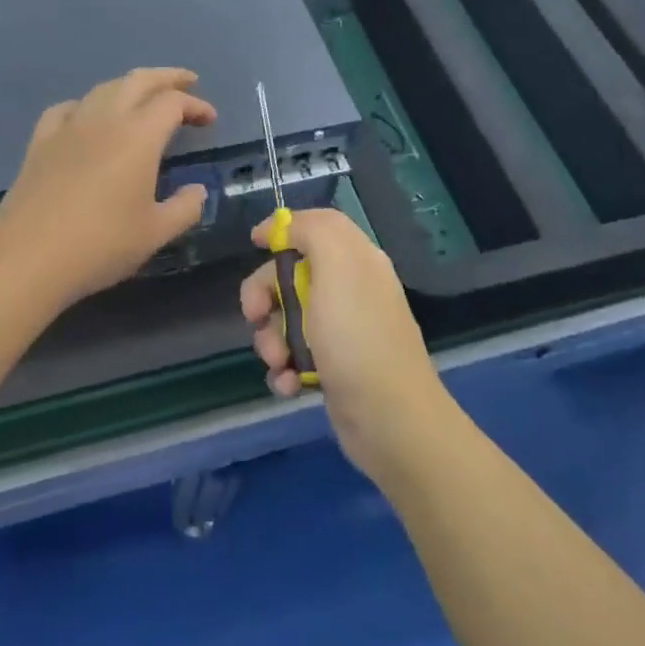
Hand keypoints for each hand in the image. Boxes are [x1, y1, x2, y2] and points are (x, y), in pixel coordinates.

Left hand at [0, 68, 217, 309]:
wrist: (29, 259)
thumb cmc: (101, 246)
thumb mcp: (155, 233)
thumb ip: (185, 208)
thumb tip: (197, 191)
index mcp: (138, 137)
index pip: (172, 104)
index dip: (195, 106)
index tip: (210, 120)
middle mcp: (104, 120)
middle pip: (139, 81)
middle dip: (167, 78)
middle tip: (187, 83)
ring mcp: (68, 128)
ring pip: (103, 89)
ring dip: (130, 86)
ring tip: (143, 99)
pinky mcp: (40, 142)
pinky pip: (68, 108)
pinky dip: (88, 104)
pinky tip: (89, 118)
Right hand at [240, 208, 454, 488]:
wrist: (389, 420)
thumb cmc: (358, 338)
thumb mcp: (337, 267)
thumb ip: (312, 231)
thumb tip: (284, 225)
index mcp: (356, 260)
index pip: (315, 227)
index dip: (284, 230)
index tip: (255, 244)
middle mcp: (350, 290)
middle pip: (290, 274)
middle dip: (265, 296)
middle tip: (257, 316)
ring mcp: (342, 331)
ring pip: (285, 319)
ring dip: (270, 340)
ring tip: (279, 363)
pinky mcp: (333, 367)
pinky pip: (294, 356)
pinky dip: (284, 370)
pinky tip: (288, 385)